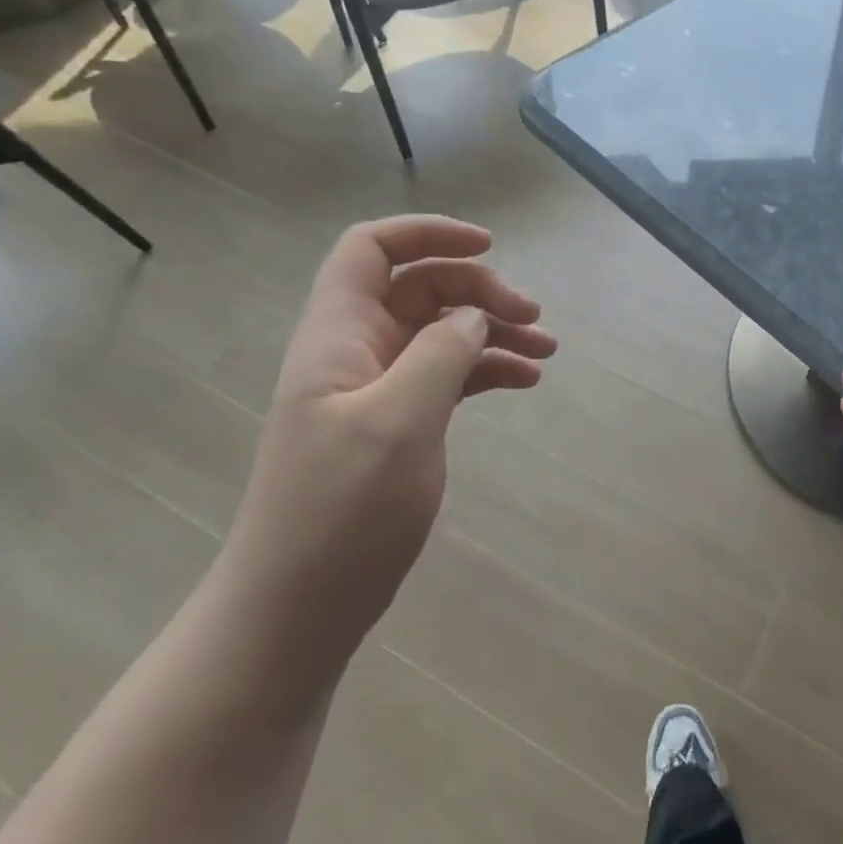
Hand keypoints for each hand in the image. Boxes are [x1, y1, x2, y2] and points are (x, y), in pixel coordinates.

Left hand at [220, 216, 556, 658]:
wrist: (296, 611)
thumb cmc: (340, 513)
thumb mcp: (398, 422)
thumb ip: (441, 354)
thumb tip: (474, 316)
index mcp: (339, 334)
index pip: (372, 249)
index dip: (427, 233)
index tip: (489, 246)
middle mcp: (357, 350)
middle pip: (422, 287)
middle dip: (480, 291)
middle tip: (534, 319)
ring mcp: (377, 389)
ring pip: (441, 332)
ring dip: (493, 331)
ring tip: (546, 352)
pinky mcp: (396, 424)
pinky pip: (447, 375)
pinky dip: (485, 370)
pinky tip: (524, 381)